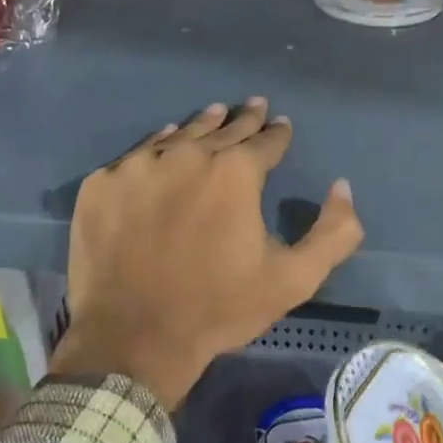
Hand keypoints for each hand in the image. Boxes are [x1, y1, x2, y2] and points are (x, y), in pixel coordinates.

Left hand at [50, 99, 363, 409]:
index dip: (277, 133)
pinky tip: (163, 146)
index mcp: (235, 173)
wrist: (134, 337)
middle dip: (242, 119)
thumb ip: (333, 232)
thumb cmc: (219, 308)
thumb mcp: (294, 279)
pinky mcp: (101, 185)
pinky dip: (156, 149)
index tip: (281, 125)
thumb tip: (342, 187)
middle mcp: (187, 156)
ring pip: (177, 137)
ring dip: (200, 127)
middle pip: (221, 130)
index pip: (264, 141)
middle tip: (253, 106)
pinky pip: (136, 156)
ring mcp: (138, 167)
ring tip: (213, 114)